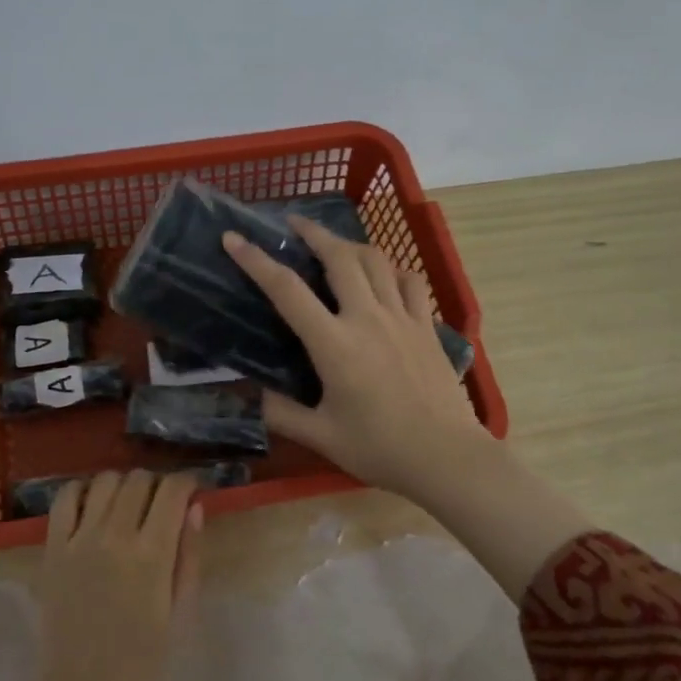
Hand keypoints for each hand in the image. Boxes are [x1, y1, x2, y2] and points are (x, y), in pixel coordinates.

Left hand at [1, 470, 201, 680]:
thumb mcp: (180, 613)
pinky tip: (93, 504)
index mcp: (152, 555)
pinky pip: (65, 497)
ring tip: (127, 504)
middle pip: (139, 479)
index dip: (186, 482)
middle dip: (157, 484)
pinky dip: (82, 490)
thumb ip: (189, 557)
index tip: (190, 490)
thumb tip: (194, 507)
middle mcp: (115, 536)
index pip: (172, 490)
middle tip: (160, 504)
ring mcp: (79, 539)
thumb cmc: (140, 659)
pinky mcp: (52, 547)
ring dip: (123, 484)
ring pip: (105, 480)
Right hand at [226, 216, 591, 601]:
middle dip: (313, 232)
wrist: (446, 456)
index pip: (287, 290)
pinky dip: (392, 269)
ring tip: (334, 245)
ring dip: (350, 244)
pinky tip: (384, 275)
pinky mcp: (427, 326)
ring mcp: (403, 318)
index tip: (234, 238)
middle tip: (293, 224)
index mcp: (334, 344)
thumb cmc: (379, 448)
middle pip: (339, 257)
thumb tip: (254, 395)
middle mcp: (367, 318)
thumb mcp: (320, 436)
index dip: (256, 260)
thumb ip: (281, 413)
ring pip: (376, 260)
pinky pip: (410, 281)